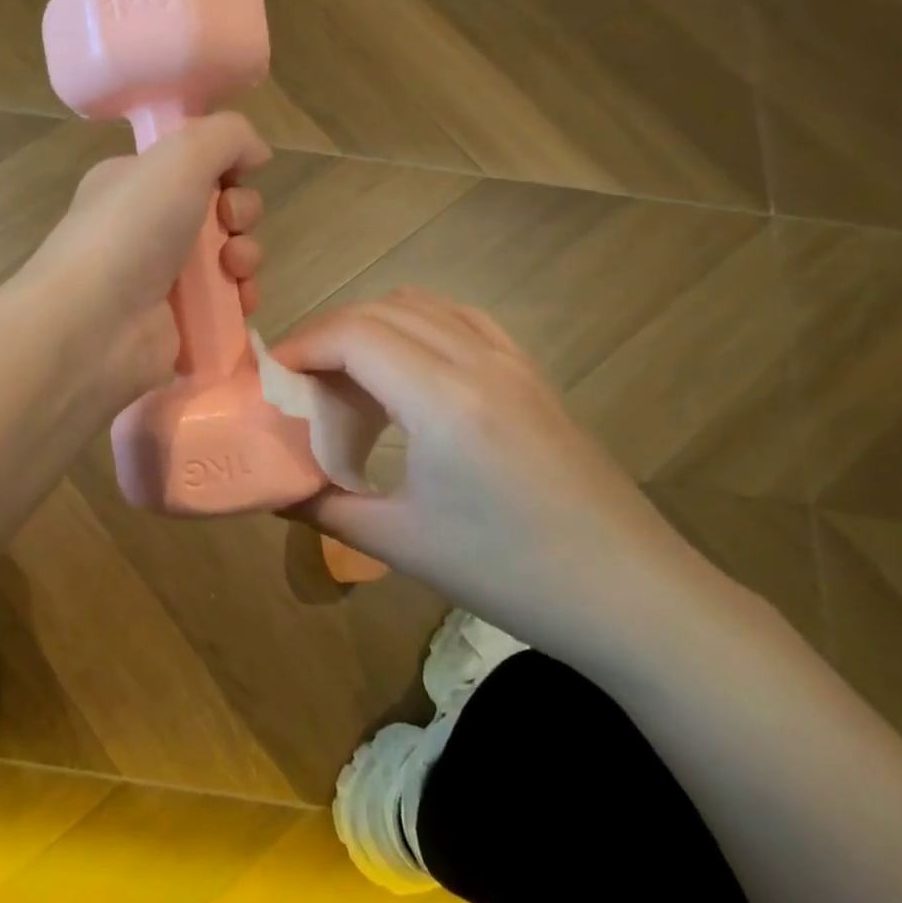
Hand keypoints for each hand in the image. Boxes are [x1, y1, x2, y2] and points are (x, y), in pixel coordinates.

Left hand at [20, 113, 270, 409]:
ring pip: (227, 258)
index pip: (193, 166)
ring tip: (233, 267)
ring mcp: (161, 279)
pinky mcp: (178, 323)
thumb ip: (227, 136)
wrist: (94, 325)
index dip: (224, 168)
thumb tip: (258, 153)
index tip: (232, 178)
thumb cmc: (131, 231)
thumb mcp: (179, 157)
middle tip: (230, 224)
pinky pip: (225, 304)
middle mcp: (145, 228)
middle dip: (241, 213)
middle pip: (218, 211)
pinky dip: (241, 299)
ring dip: (246, 256)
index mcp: (134, 183)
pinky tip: (239, 300)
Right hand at [275, 289, 739, 672]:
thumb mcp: (400, 544)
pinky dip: (415, 326)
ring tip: (345, 377)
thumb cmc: (510, 574)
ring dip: (370, 327)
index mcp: (443, 399)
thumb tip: (272, 488)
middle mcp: (478, 361)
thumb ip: (322, 506)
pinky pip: (460, 320)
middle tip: (297, 384)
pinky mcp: (530, 374)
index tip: (269, 380)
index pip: (353, 334)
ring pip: (421, 305)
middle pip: (380, 311)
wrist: (632, 597)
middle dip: (326, 336)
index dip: (301, 346)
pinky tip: (405, 371)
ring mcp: (511, 361)